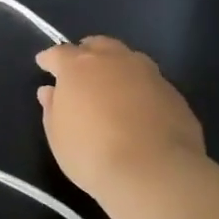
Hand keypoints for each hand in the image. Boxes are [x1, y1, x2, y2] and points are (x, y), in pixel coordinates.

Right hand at [36, 37, 206, 202]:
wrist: (154, 172)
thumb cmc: (92, 154)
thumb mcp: (58, 136)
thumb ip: (53, 108)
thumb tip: (50, 91)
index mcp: (79, 66)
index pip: (59, 53)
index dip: (49, 59)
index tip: (44, 64)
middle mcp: (115, 60)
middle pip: (98, 46)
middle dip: (86, 53)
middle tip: (80, 70)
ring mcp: (148, 74)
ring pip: (129, 59)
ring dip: (117, 68)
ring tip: (112, 87)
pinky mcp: (174, 93)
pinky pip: (150, 83)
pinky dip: (140, 89)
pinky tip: (140, 110)